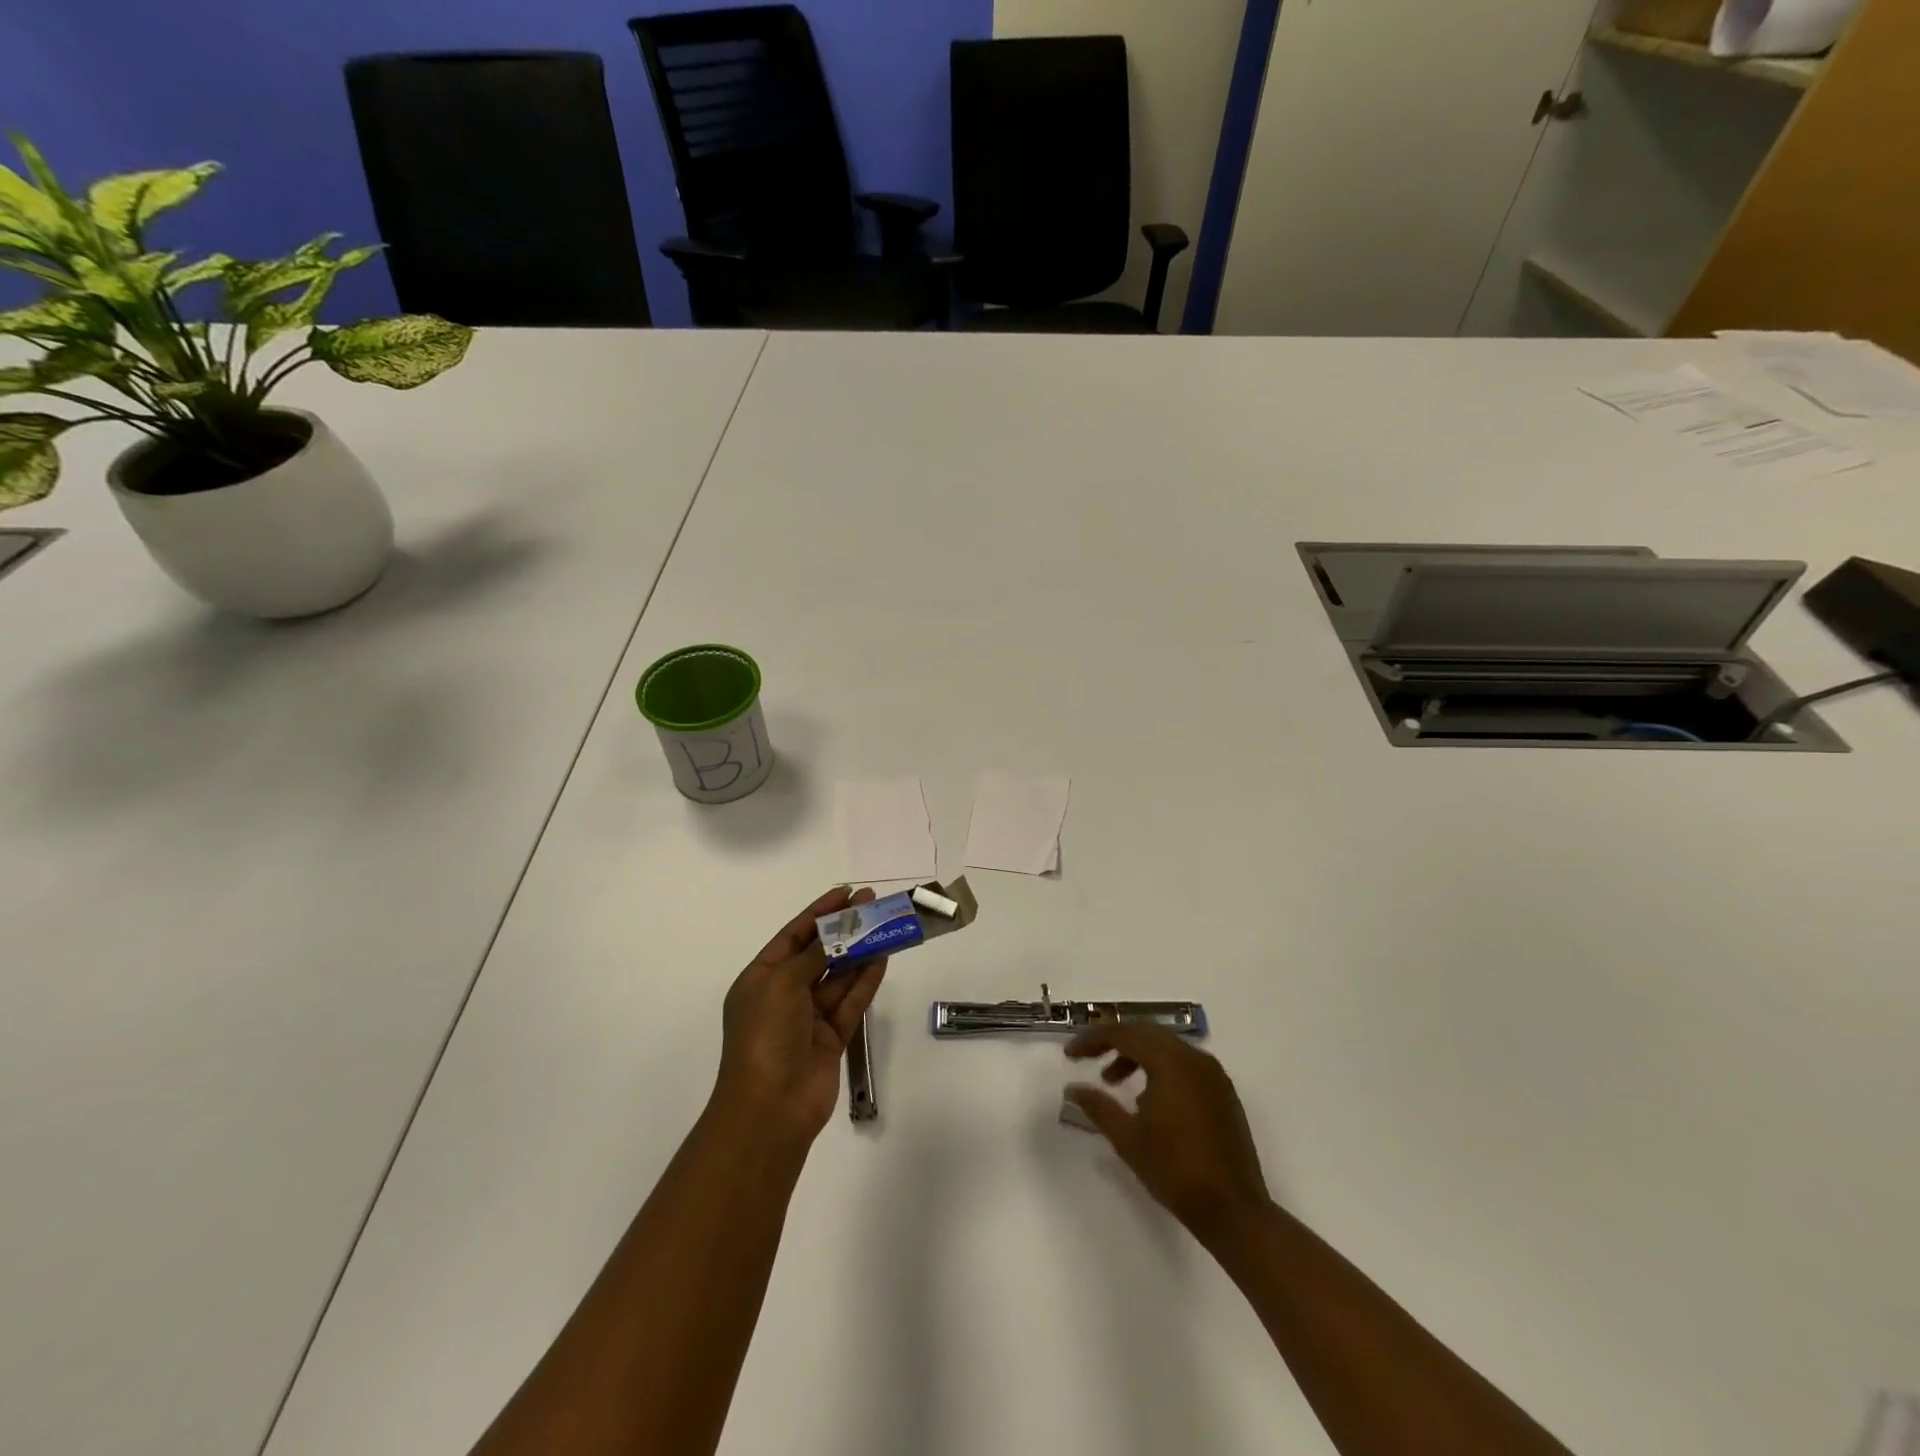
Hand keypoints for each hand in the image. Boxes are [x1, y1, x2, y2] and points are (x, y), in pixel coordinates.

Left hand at [712, 887, 888, 1151]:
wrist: (770, 1108)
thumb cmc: (766, 1036)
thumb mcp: (782, 983)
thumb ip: (814, 955)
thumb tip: (835, 934)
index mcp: (760, 979)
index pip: (793, 936)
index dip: (819, 913)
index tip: (846, 892)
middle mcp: (784, 995)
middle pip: (819, 953)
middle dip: (844, 929)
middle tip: (872, 903)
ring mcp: (809, 1018)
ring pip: (839, 976)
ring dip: (860, 951)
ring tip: (885, 924)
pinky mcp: (832, 1038)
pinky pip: (851, 1001)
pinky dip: (866, 979)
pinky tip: (883, 956)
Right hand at [1065, 1023, 1269, 1244]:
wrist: (1233, 1211)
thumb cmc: (1175, 1171)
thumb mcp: (1128, 1138)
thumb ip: (1098, 1106)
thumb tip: (1073, 1089)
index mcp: (1172, 1062)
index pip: (1125, 1034)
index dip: (1093, 1040)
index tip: (1070, 1054)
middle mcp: (1195, 1058)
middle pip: (1146, 1033)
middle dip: (1113, 1041)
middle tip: (1088, 1058)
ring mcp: (1213, 1075)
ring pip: (1166, 1047)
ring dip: (1136, 1056)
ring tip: (1113, 1082)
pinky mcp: (1222, 1092)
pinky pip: (1183, 1064)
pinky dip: (1159, 1069)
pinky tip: (1146, 1099)